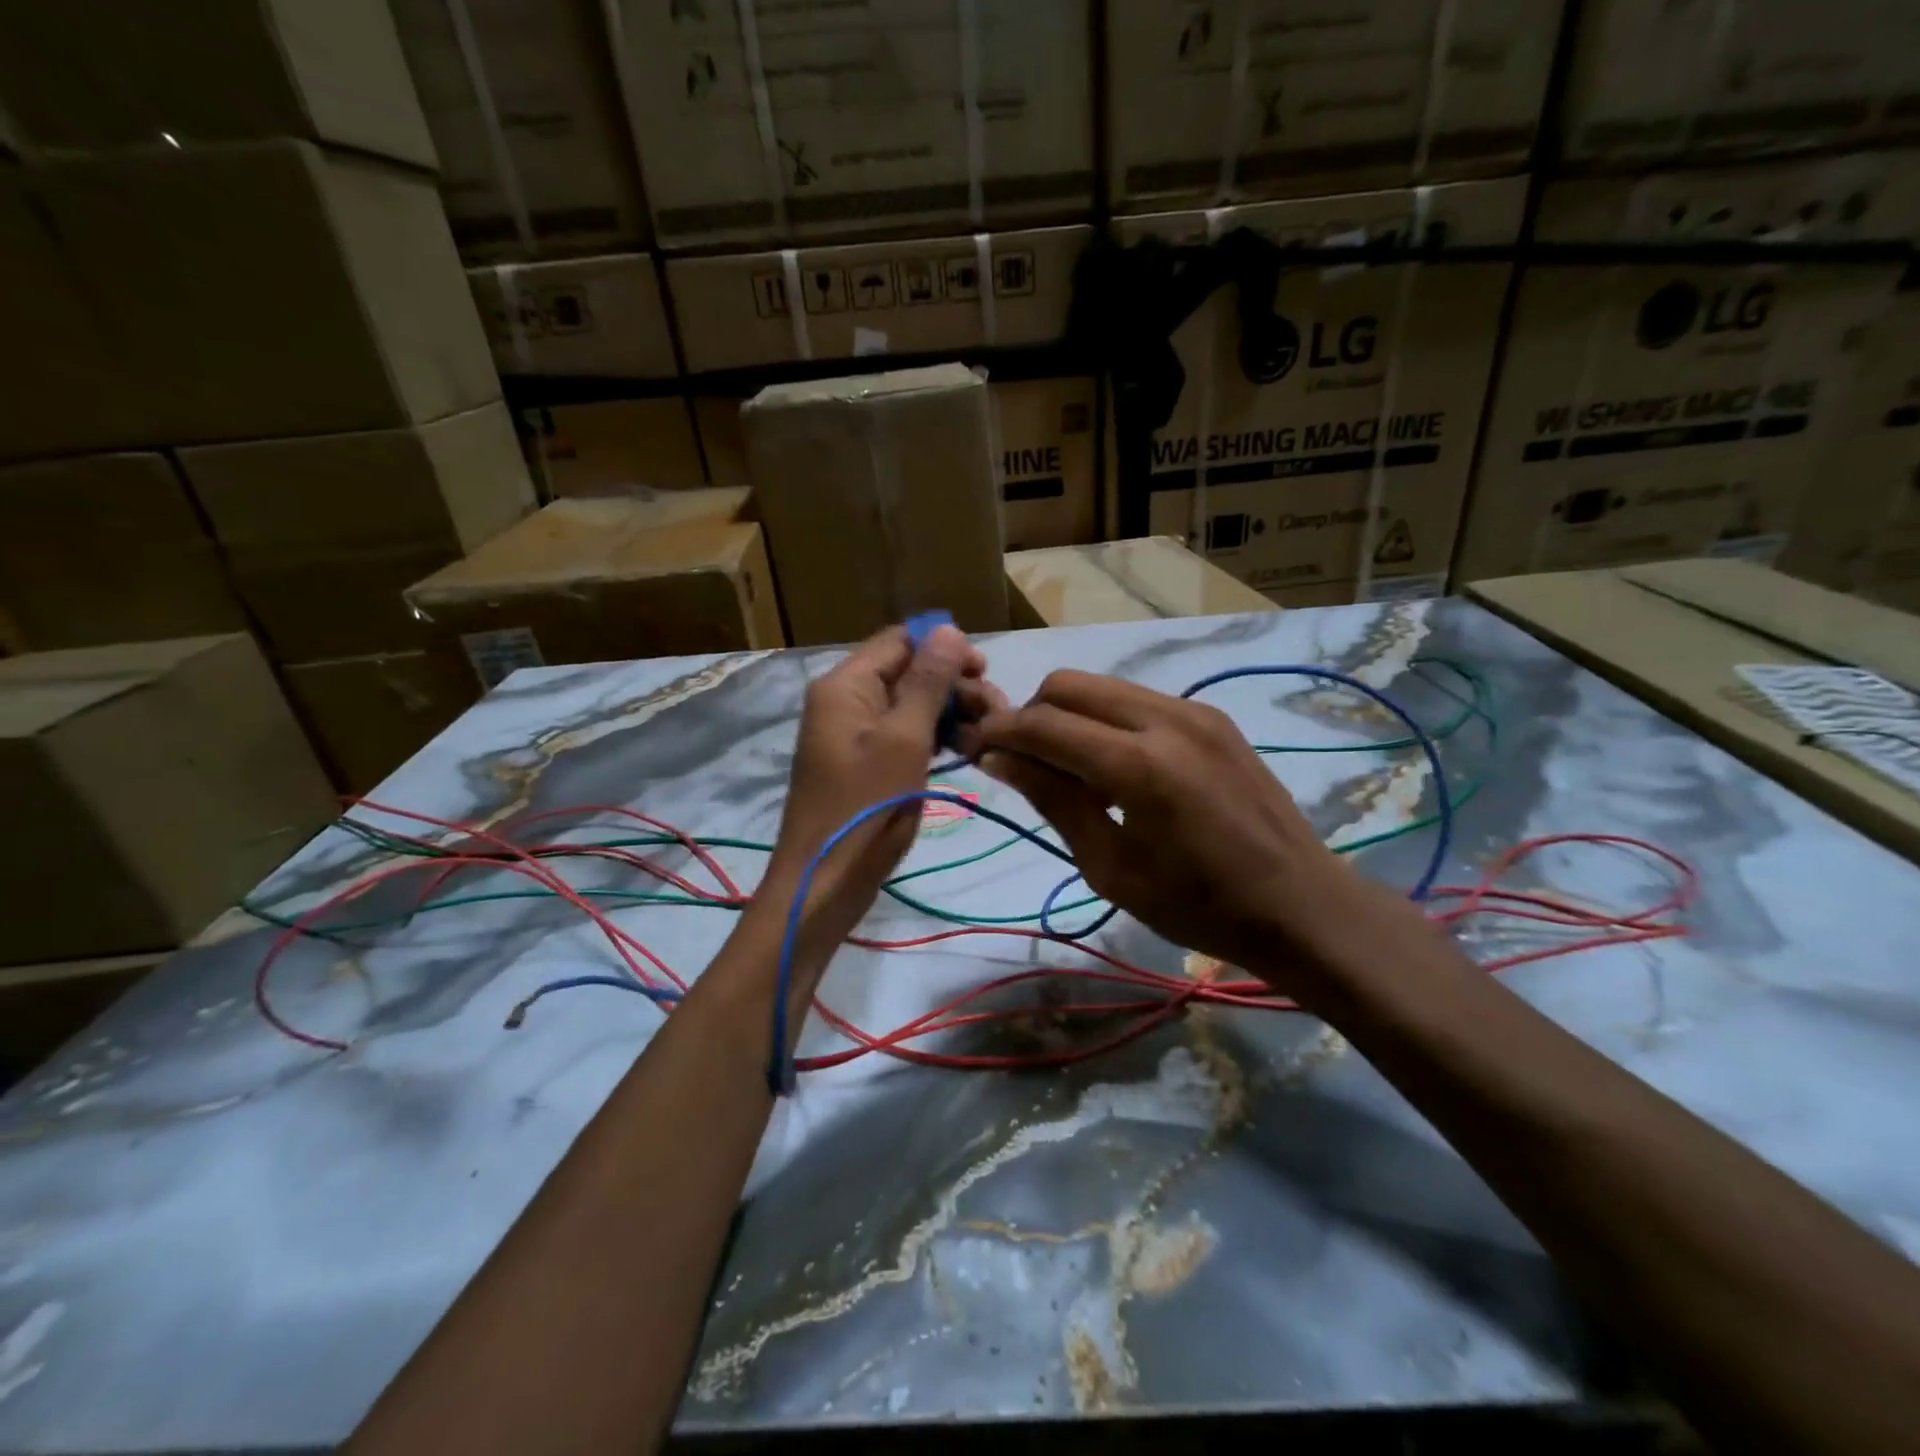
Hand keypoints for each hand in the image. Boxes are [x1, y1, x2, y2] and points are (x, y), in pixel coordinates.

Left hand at [763, 624, 998, 948]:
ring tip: (987, 734)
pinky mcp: (864, 762)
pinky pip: (902, 733)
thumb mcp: (904, 740)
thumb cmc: (866, 809)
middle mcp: (845, 700)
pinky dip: (933, 737)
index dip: (944, 647)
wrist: (825, 883)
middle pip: (907, 671)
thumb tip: (948, 628)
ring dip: (949, 712)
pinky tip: (964, 750)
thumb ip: (927, 683)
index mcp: (845, 685)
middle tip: (997, 713)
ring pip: (909, 704)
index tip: (986, 672)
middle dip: (953, 684)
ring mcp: (853, 733)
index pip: (899, 641)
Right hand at [961, 670, 1381, 986]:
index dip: (999, 733)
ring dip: (1067, 714)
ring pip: (1101, 685)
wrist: (1300, 904)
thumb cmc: (1198, 906)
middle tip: (1019, 761)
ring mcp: (1194, 710)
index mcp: (1138, 766)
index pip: (1043, 724)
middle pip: (1068, 685)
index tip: (972, 749)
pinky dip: (1105, 720)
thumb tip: (998, 757)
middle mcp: (1165, 718)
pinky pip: (1136, 699)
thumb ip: (1054, 800)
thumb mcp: (1111, 867)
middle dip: (1030, 715)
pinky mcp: (1211, 716)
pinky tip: (1112, 766)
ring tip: (1065, 767)